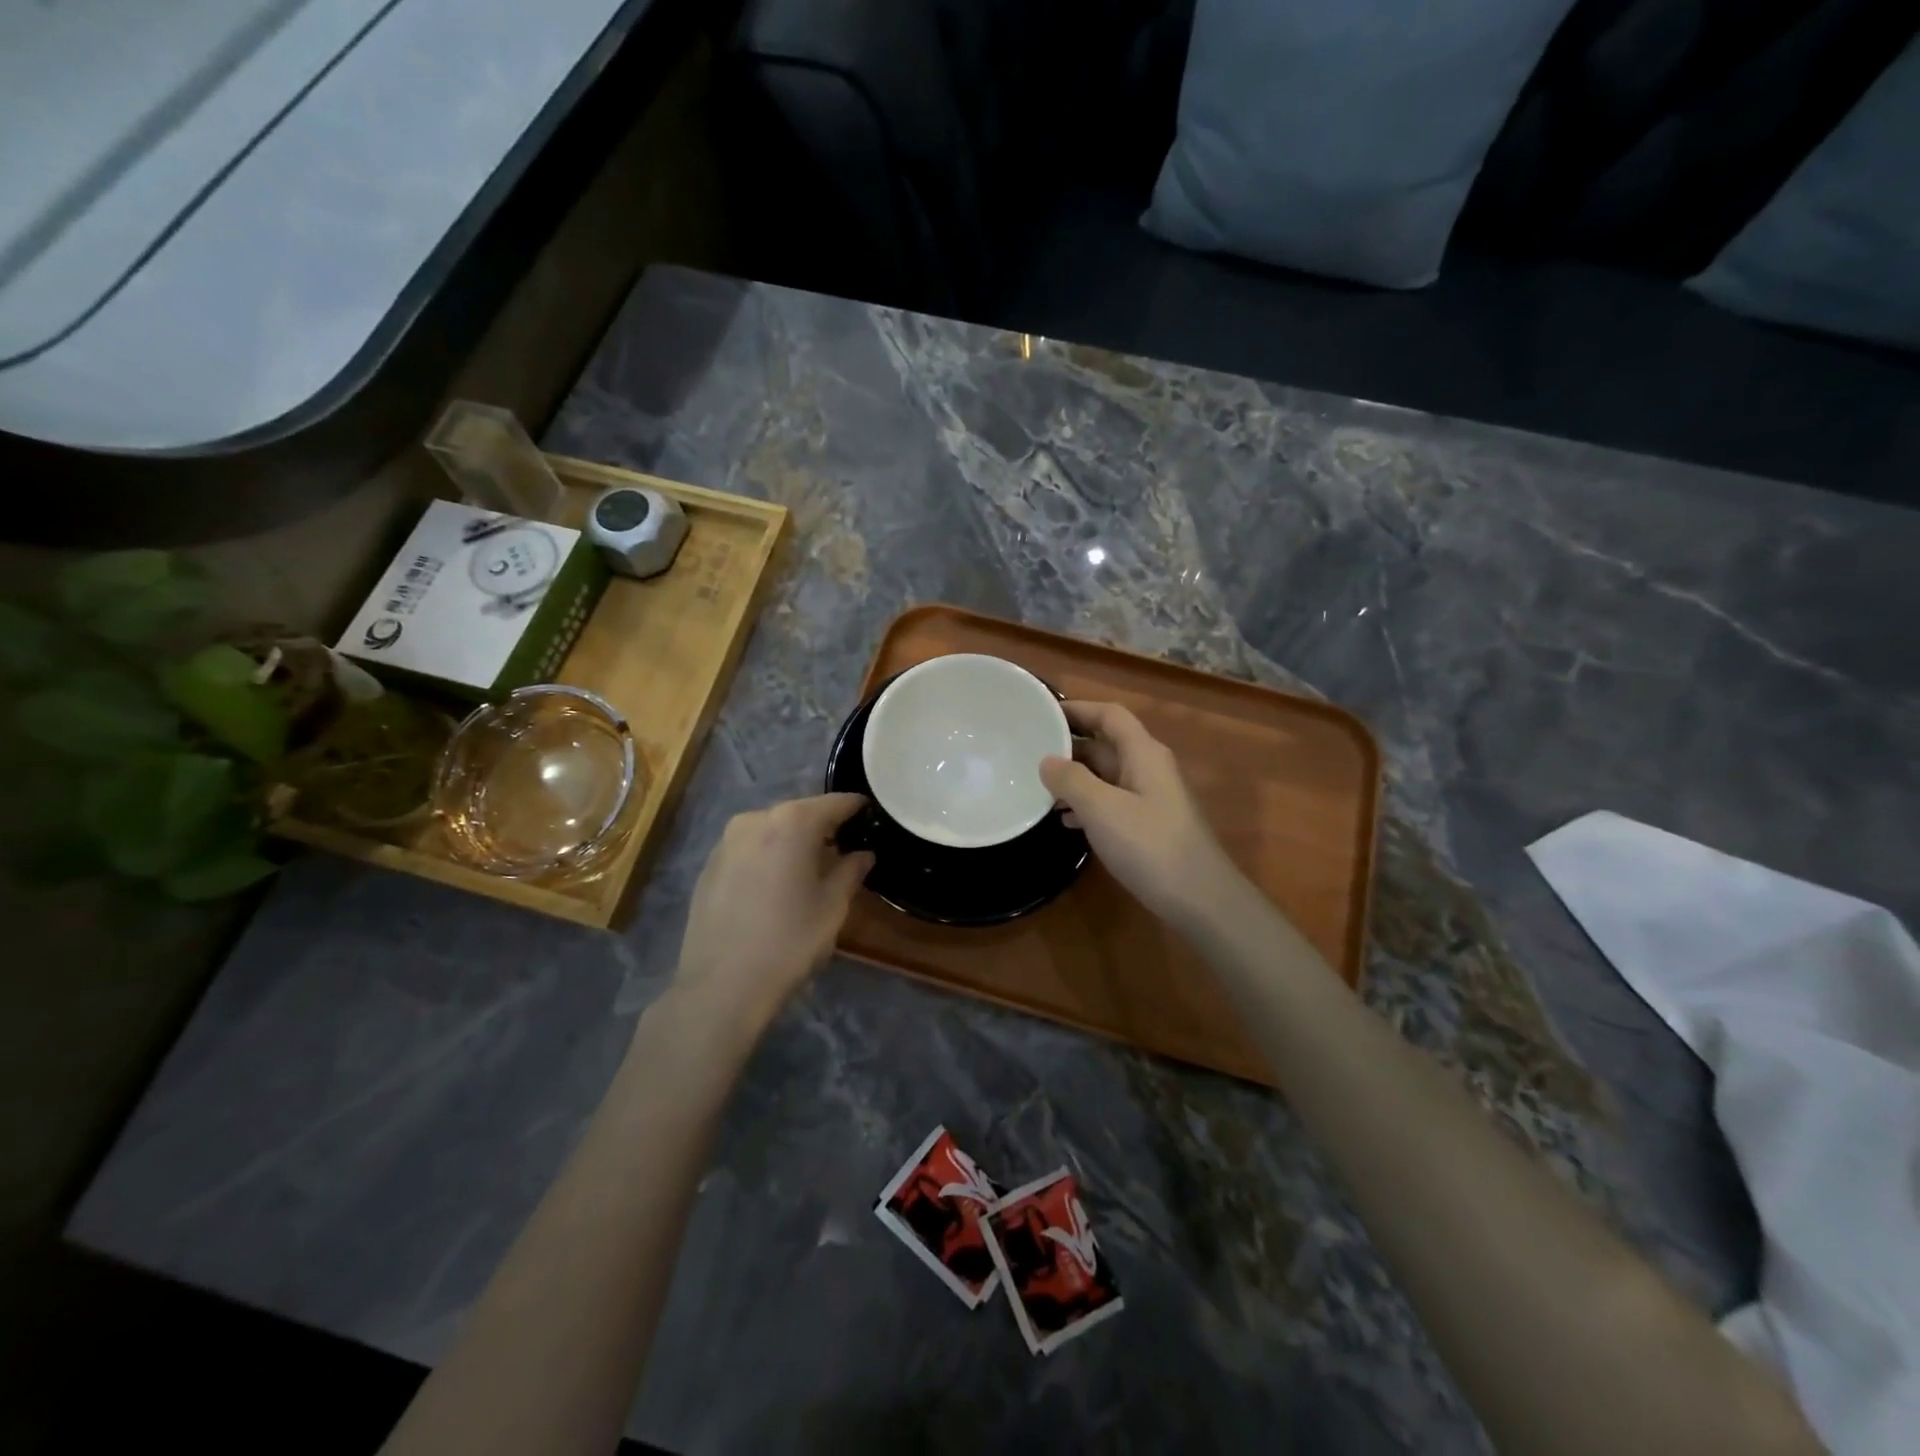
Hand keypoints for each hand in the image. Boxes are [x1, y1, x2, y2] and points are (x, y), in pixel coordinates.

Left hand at [673, 793, 873, 1028]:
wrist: (721, 986)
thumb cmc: (789, 941)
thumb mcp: (833, 906)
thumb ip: (851, 871)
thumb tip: (863, 854)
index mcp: (792, 822)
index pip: (835, 803)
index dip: (856, 808)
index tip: (872, 816)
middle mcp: (755, 819)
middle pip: (799, 813)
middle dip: (823, 827)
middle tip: (845, 847)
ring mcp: (726, 841)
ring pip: (771, 830)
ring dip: (792, 842)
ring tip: (810, 869)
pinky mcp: (708, 866)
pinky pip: (748, 849)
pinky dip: (767, 857)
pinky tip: (776, 886)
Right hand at [1039, 701, 1242, 927]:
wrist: (1200, 899)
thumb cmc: (1150, 846)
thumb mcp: (1102, 809)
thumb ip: (1071, 780)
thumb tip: (1047, 761)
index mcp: (1143, 753)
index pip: (1109, 715)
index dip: (1078, 709)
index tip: (1042, 712)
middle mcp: (1149, 768)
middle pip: (1106, 744)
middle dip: (1070, 745)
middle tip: (1030, 751)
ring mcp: (1151, 798)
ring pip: (1107, 775)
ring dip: (1075, 778)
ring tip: (1039, 787)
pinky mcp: (1149, 826)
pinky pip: (1112, 803)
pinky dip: (1087, 805)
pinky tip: (1065, 822)